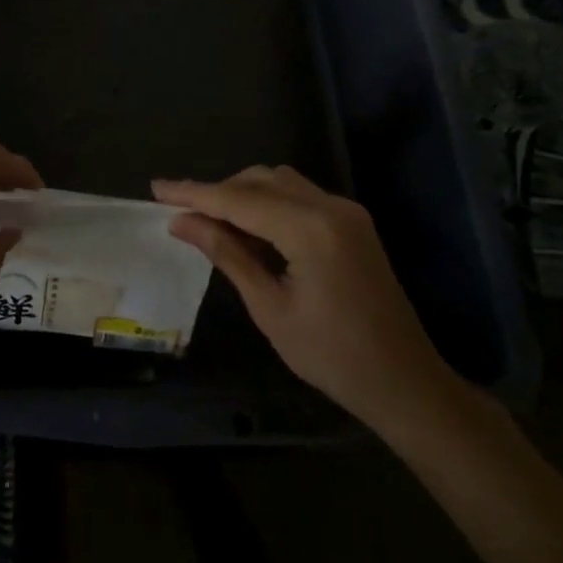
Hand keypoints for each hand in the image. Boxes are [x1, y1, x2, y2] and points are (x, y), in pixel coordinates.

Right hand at [153, 167, 462, 432]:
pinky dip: (268, 203)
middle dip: (218, 191)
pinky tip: (248, 228)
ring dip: (243, 194)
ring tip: (209, 220)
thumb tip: (182, 222)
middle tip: (180, 211)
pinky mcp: (352, 222)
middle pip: (260, 181)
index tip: (157, 189)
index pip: (238, 200)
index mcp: (311, 229)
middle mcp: (331, 207)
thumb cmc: (332, 356)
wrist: (405, 382)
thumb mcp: (270, 308)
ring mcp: (346, 211)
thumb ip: (226, 254)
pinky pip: (299, 197)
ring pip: (280, 182)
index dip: (194, 193)